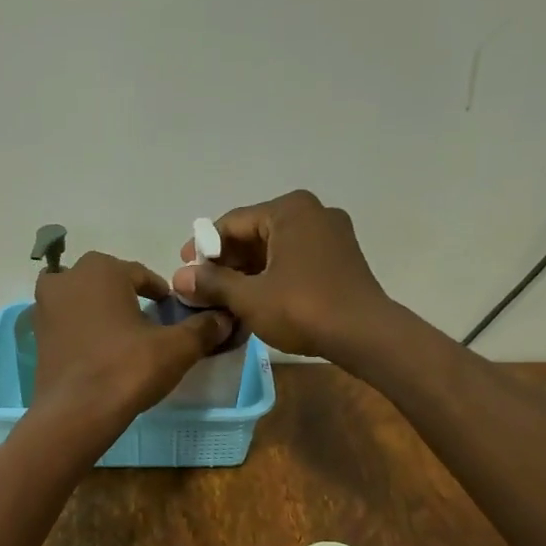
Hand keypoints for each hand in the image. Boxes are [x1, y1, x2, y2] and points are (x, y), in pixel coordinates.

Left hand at [31, 252, 231, 432]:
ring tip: (123, 337)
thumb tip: (225, 318)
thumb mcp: (175, 349)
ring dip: (101, 310)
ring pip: (82, 300)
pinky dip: (82, 330)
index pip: (141, 274)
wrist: (75, 414)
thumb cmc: (126, 369)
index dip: (159, 293)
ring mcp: (45, 306)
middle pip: (107, 281)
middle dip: (126, 296)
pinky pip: (66, 322)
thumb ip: (202, 328)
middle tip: (148, 322)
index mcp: (101, 269)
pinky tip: (99, 353)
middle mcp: (67, 278)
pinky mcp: (36, 335)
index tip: (170, 312)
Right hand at [172, 190, 392, 363]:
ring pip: (275, 247)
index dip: (203, 247)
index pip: (232, 223)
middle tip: (202, 287)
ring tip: (225, 297)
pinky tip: (256, 298)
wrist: (365, 335)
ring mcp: (332, 233)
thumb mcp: (249, 297)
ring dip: (248, 270)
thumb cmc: (303, 308)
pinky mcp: (342, 257)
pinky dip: (272, 274)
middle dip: (226, 261)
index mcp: (289, 209)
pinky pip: (295, 258)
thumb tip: (179, 278)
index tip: (184, 270)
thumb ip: (212, 283)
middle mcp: (313, 211)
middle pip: (254, 233)